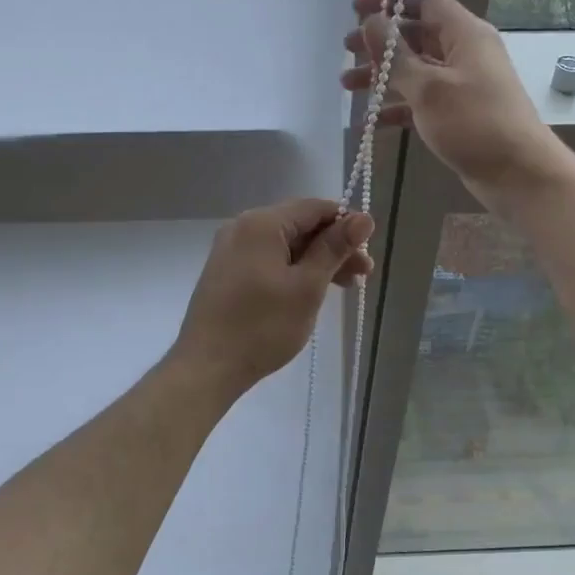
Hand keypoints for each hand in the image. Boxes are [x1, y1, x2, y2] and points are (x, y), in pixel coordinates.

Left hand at [171, 200, 373, 395]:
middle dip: (333, 246)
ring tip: (344, 287)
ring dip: (316, 260)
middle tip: (363, 275)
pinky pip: (267, 259)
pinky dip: (292, 270)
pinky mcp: (226, 271)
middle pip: (299, 225)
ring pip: (285, 244)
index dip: (346, 224)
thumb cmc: (262, 326)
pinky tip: (310, 291)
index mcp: (262, 223)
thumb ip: (334, 248)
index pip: (314, 207)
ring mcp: (230, 249)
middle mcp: (242, 226)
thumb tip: (363, 218)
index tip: (367, 251)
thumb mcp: (307, 286)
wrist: (207, 366)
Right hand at [342, 0, 564, 202]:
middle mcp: (464, 53)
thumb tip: (371, 21)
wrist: (518, 174)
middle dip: (380, 41)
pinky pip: (420, 101)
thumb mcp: (428, 87)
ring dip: (382, 75)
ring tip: (347, 86)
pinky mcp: (458, 114)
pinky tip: (369, 122)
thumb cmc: (474, 123)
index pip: (425, 1)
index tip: (356, 8)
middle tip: (346, 50)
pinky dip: (396, 107)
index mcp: (465, 34)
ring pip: (415, 70)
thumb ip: (395, 55)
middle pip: (416, 35)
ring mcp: (462, 84)